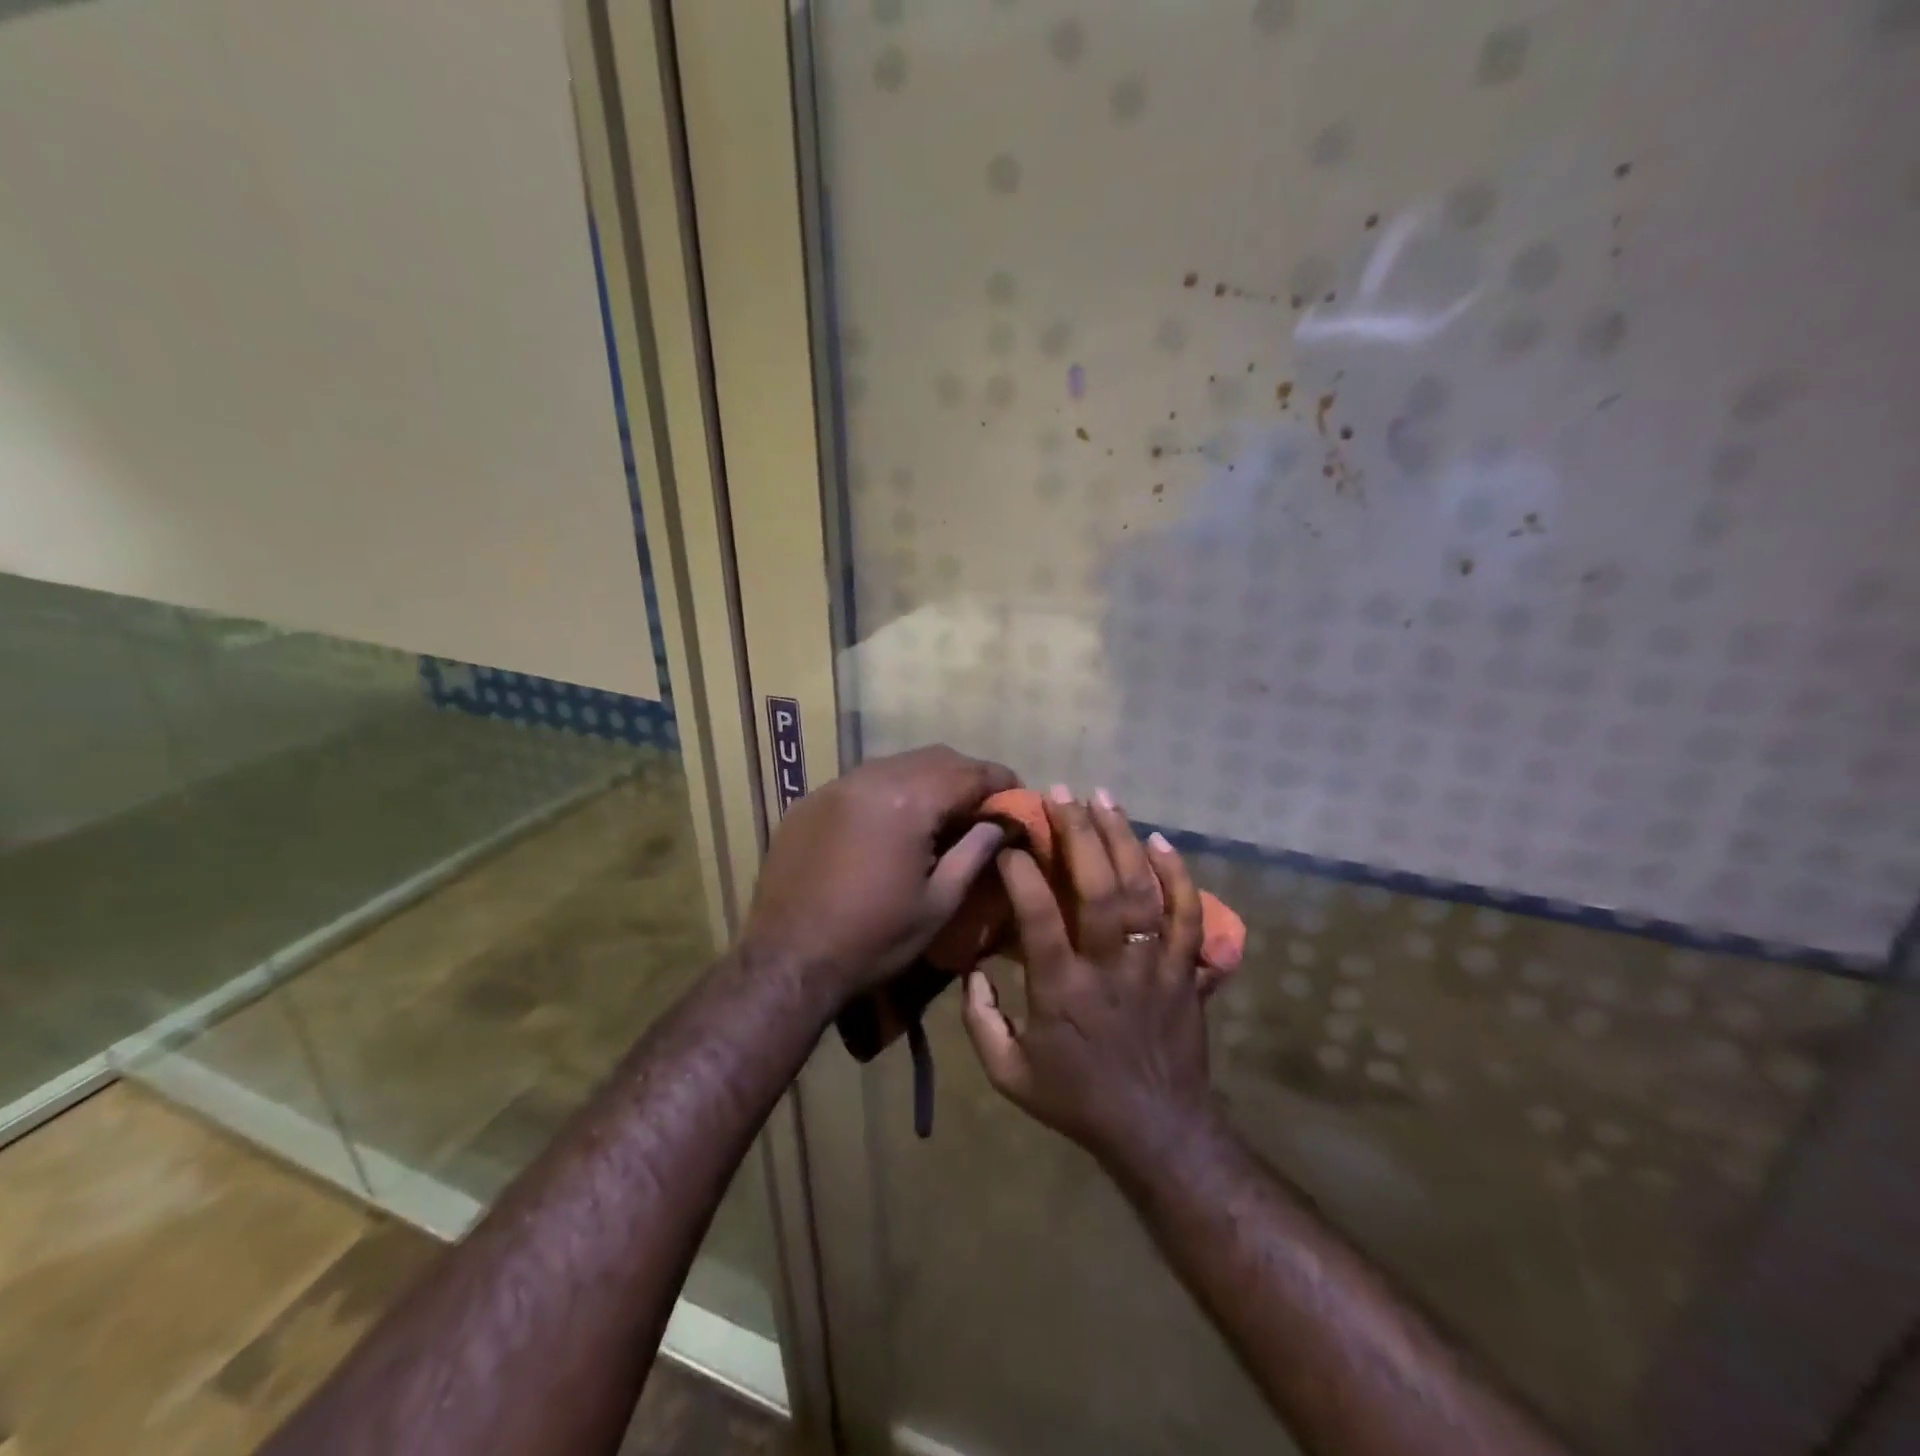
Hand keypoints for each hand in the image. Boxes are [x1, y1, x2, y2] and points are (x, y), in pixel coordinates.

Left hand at [741, 745, 1016, 1004]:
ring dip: (926, 780)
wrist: (787, 960)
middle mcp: (871, 779)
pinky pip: (861, 781)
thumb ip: (975, 852)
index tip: (1018, 796)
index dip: (1000, 781)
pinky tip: (891, 823)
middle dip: (965, 775)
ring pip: (896, 765)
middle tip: (982, 805)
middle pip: (934, 758)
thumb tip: (1001, 823)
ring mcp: (835, 786)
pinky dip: (888, 792)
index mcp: (908, 801)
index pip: (969, 772)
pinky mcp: (809, 802)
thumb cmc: (874, 939)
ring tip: (940, 813)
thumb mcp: (939, 903)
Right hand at [960, 787, 1218, 1171]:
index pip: (1040, 919)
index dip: (1022, 874)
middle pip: (1097, 890)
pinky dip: (1178, 877)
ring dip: (1122, 840)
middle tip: (1060, 793)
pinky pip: (1188, 917)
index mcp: (1062, 992)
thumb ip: (980, 1022)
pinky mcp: (1186, 971)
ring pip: (1142, 892)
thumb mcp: (1009, 1075)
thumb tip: (970, 968)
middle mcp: (1109, 969)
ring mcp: (1154, 966)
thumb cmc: (1077, 1101)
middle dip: (1078, 834)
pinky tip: (1162, 841)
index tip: (1009, 842)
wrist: (1158, 1131)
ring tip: (1104, 798)